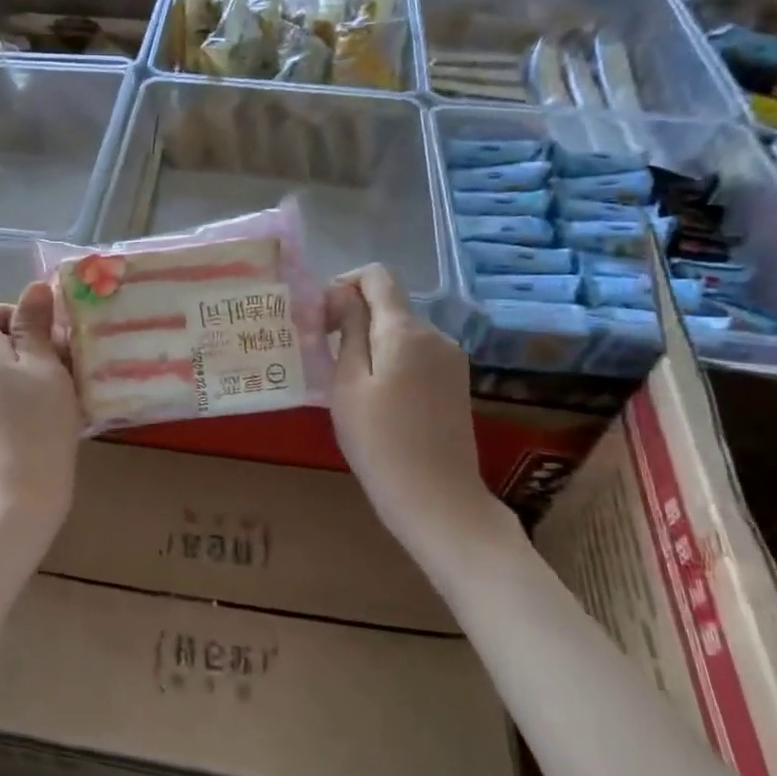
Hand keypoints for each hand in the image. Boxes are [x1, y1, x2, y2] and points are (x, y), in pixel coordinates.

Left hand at [0, 281, 81, 534]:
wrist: (16, 499)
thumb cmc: (36, 425)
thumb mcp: (46, 367)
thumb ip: (36, 325)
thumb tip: (35, 288)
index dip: (7, 311)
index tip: (42, 332)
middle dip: (25, 342)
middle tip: (63, 361)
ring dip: (24, 370)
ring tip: (60, 390)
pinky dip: (15, 396)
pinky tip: (45, 417)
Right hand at [327, 265, 493, 525]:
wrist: (437, 499)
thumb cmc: (379, 442)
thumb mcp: (348, 383)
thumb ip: (347, 330)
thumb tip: (342, 292)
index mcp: (406, 330)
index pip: (377, 276)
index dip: (343, 284)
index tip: (320, 319)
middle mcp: (435, 335)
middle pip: (389, 304)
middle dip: (353, 317)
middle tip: (323, 355)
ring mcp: (451, 359)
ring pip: (401, 331)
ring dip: (371, 342)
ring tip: (346, 382)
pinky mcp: (455, 383)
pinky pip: (416, 354)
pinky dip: (391, 361)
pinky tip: (377, 398)